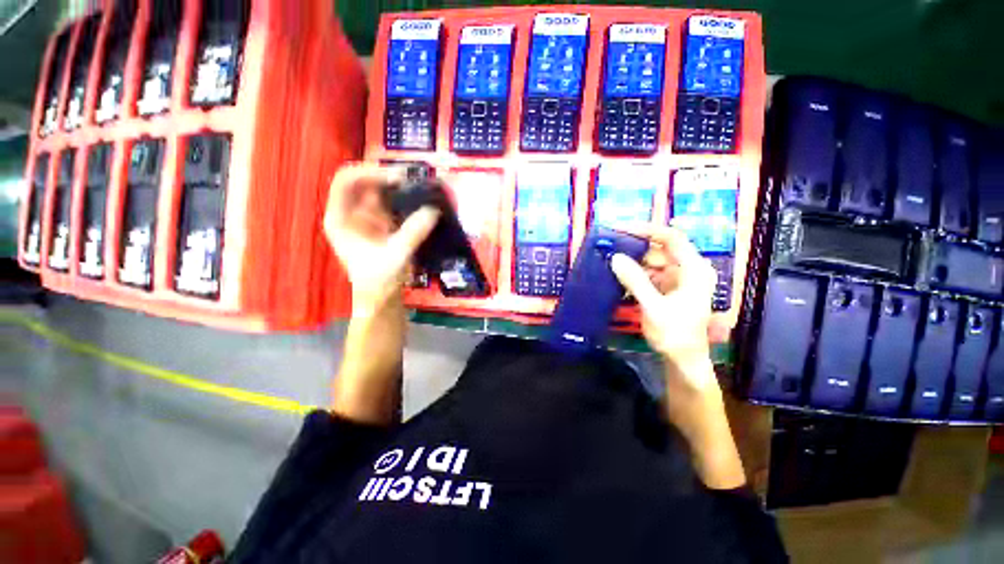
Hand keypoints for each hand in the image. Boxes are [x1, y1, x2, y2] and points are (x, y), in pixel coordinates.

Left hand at [323, 164, 439, 315]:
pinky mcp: (381, 222)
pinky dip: (403, 199)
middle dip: (385, 177)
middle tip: (411, 180)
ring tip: (418, 187)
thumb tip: (433, 210)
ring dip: (396, 187)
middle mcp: (350, 212)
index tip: (396, 179)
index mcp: (340, 218)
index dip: (369, 174)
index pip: (345, 182)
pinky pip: (391, 203)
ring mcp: (366, 216)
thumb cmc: (380, 279)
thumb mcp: (396, 255)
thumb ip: (413, 232)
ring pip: (378, 190)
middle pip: (363, 182)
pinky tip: (418, 199)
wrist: (382, 296)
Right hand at [610, 224, 718, 390]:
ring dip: (632, 262)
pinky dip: (634, 275)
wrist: (684, 362)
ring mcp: (677, 280)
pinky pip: (649, 275)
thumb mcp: (653, 307)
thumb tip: (615, 258)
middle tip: (609, 247)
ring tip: (609, 261)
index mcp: (693, 270)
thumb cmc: (675, 335)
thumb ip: (635, 281)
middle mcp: (687, 270)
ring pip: (652, 262)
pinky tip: (618, 277)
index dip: (646, 230)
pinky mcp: (667, 289)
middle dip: (634, 248)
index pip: (671, 238)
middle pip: (659, 249)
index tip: (620, 228)